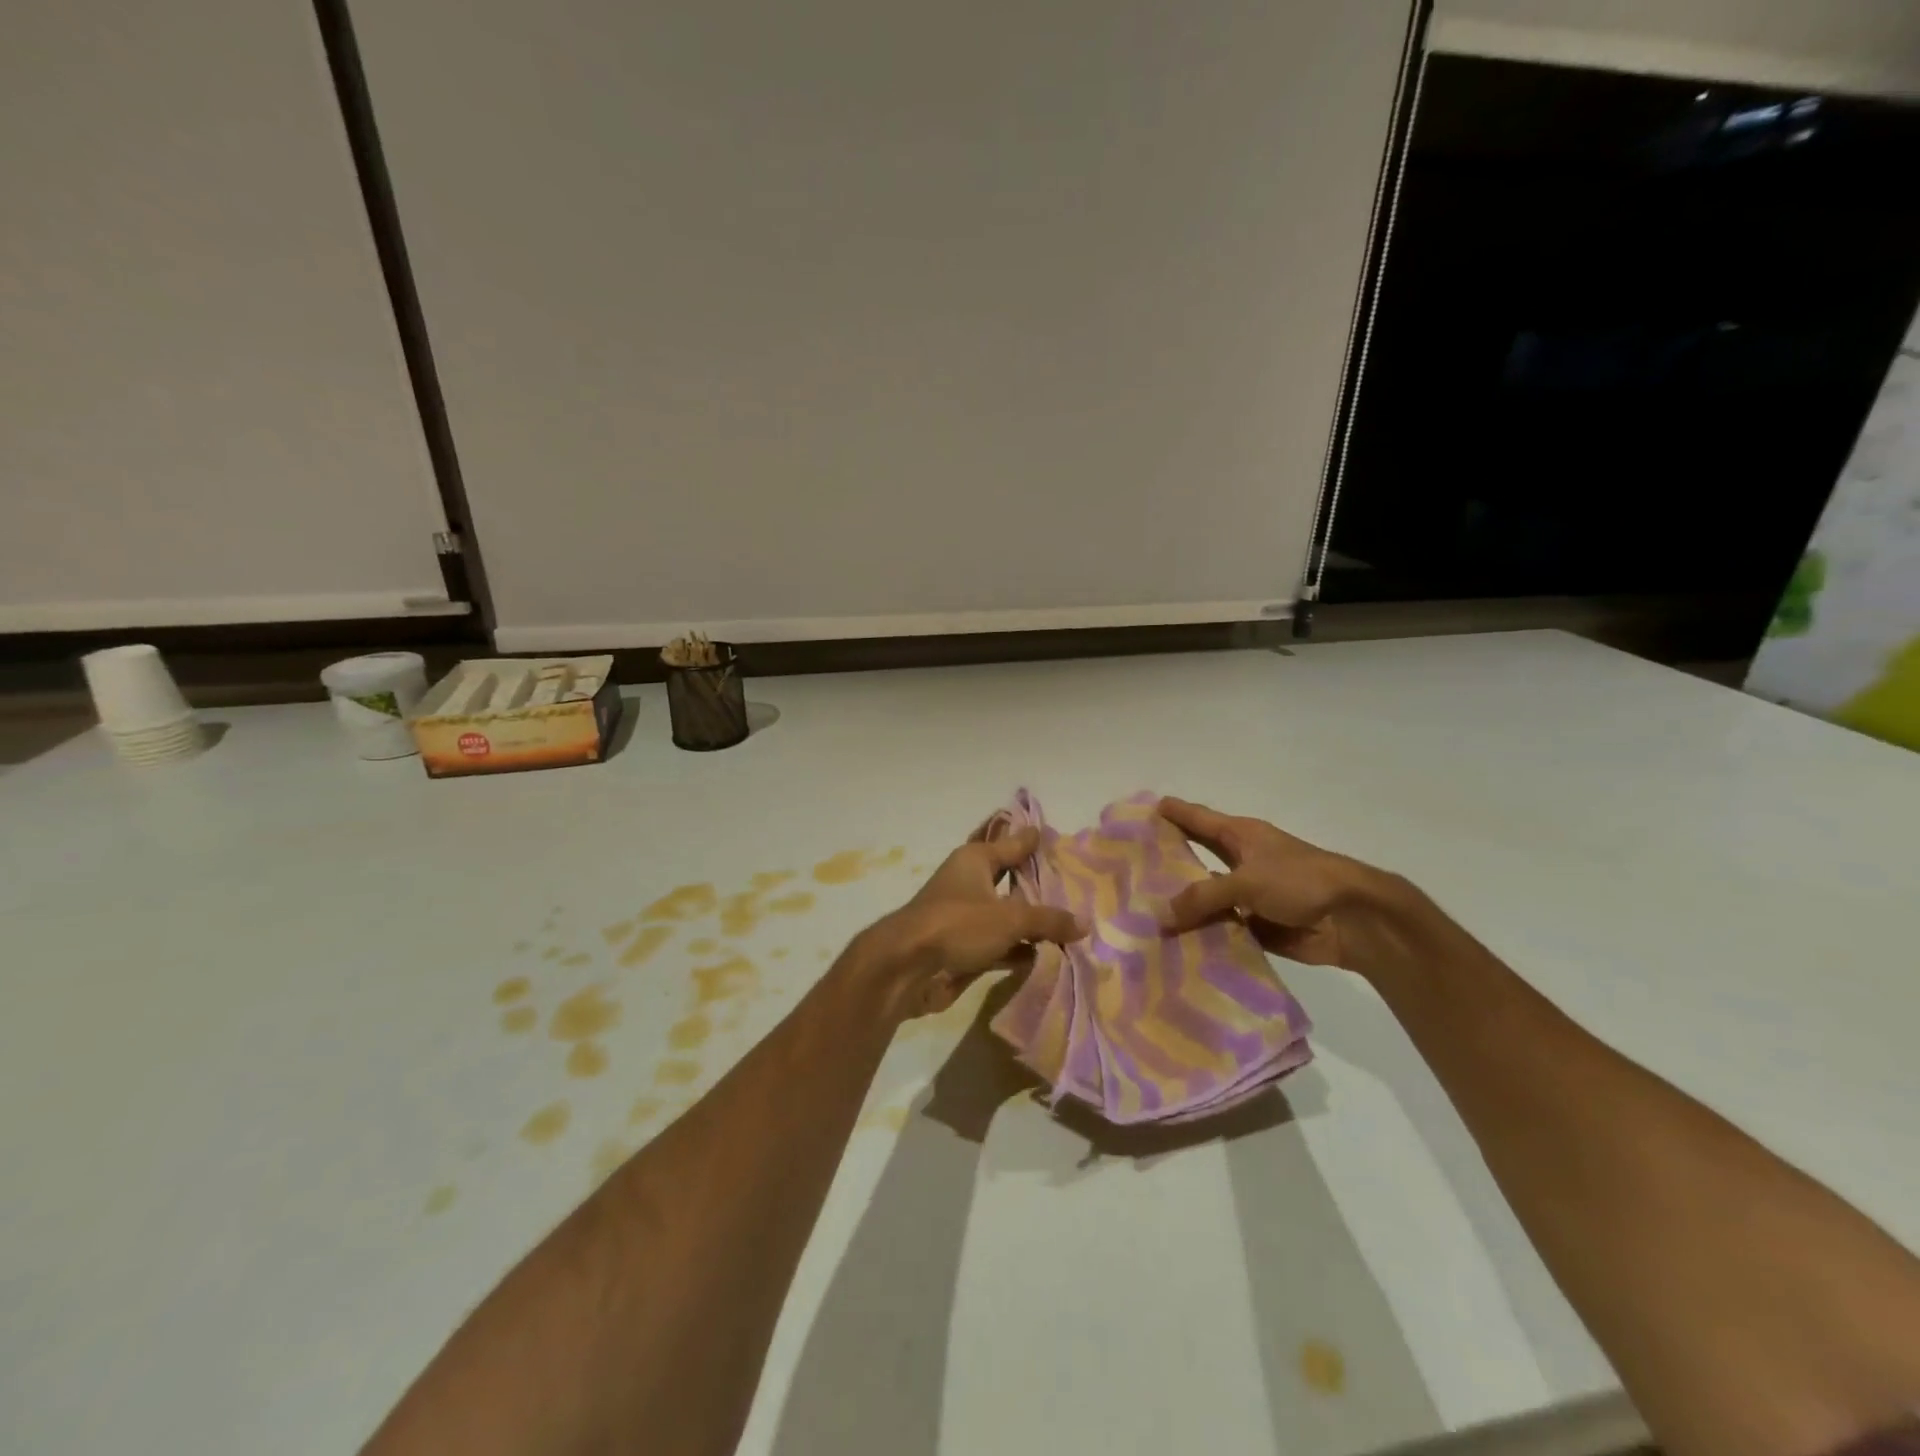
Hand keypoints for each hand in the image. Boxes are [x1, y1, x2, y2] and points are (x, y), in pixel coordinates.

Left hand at [861, 826, 1085, 1019]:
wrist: (907, 967)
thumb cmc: (957, 925)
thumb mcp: (1010, 919)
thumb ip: (1048, 920)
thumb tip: (1084, 924)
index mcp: (975, 860)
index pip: (1012, 843)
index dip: (1032, 840)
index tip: (1053, 834)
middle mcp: (968, 882)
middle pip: (1009, 878)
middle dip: (1037, 884)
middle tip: (1073, 883)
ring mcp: (964, 916)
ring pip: (1005, 914)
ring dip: (1030, 921)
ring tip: (1068, 922)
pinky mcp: (962, 947)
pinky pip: (998, 944)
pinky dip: (1018, 949)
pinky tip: (1044, 956)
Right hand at [1157, 797, 1396, 974]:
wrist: (1355, 919)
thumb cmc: (1300, 880)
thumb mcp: (1246, 881)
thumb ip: (1203, 897)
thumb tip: (1162, 915)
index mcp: (1240, 835)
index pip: (1197, 819)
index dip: (1172, 813)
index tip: (1144, 808)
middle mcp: (1242, 861)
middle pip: (1198, 858)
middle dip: (1169, 863)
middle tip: (1130, 868)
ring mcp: (1250, 896)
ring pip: (1208, 899)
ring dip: (1184, 908)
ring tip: (1142, 915)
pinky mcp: (1259, 926)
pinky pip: (1223, 930)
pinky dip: (1205, 936)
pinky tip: (1175, 947)